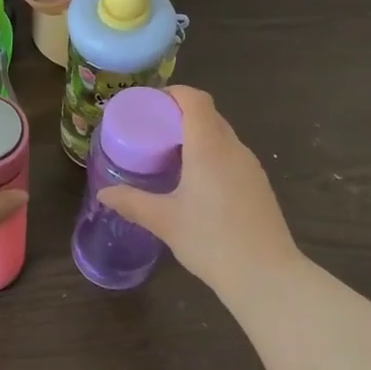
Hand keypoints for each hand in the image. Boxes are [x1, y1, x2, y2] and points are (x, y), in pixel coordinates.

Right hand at [96, 86, 299, 289]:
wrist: (265, 275)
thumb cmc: (211, 240)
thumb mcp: (165, 221)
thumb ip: (132, 202)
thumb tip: (104, 193)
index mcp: (209, 146)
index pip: (195, 99)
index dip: (174, 93)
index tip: (151, 105)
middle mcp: (233, 148)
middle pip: (208, 115)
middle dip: (180, 115)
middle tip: (153, 132)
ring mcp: (251, 166)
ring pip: (222, 136)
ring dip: (198, 136)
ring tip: (171, 156)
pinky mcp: (259, 185)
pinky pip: (232, 156)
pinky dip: (212, 155)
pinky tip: (197, 183)